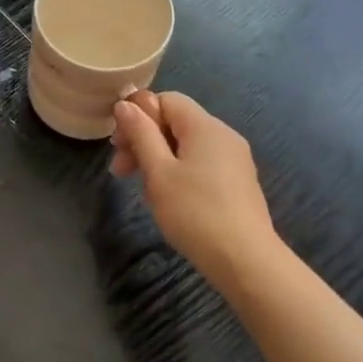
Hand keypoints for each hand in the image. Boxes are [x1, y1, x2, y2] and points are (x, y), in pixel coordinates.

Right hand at [111, 91, 278, 284]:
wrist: (245, 261)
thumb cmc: (195, 212)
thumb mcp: (158, 172)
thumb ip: (141, 134)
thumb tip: (125, 104)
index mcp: (204, 126)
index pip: (166, 100)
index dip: (138, 115)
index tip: (117, 146)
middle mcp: (223, 135)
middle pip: (175, 122)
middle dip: (144, 140)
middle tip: (120, 171)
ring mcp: (234, 160)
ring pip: (186, 145)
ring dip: (158, 159)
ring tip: (143, 190)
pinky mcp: (237, 182)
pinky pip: (201, 163)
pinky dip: (178, 172)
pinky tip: (169, 199)